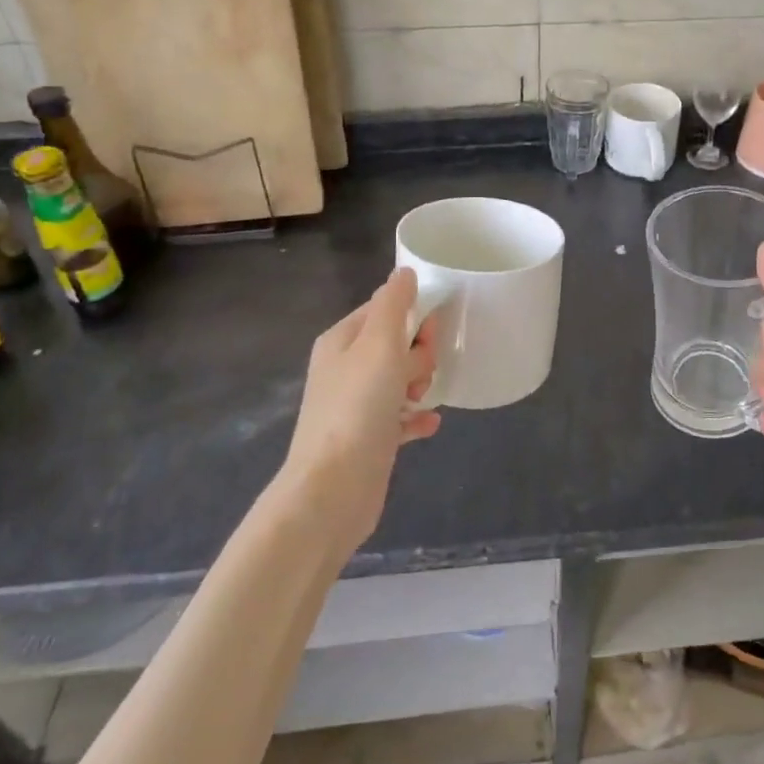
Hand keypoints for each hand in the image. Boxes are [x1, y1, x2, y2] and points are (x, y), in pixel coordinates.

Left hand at [280, 267, 440, 555]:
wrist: (333, 489)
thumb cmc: (358, 408)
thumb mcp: (378, 345)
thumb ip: (394, 305)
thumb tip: (403, 273)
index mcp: (342, 341)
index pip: (384, 308)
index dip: (413, 316)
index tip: (429, 335)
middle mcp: (345, 368)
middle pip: (395, 344)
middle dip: (417, 354)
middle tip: (417, 376)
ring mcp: (356, 405)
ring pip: (400, 379)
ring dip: (420, 385)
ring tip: (420, 401)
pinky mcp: (369, 438)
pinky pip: (401, 417)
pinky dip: (416, 417)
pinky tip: (430, 424)